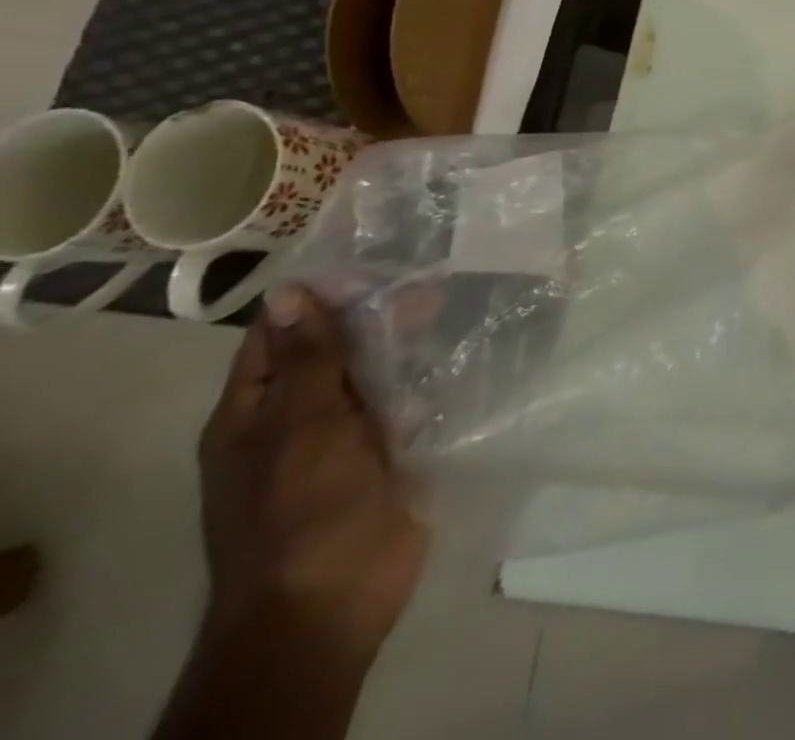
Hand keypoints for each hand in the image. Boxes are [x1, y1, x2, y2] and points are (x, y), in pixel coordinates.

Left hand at [197, 286, 427, 660]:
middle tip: (435, 279)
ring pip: (380, 376)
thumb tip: (293, 292)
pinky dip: (435, 381)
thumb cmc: (302, 509)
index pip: (281, 337)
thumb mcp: (302, 425)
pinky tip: (469, 353)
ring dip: (411, 346)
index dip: (320, 298)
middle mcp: (301, 419)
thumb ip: (309, 359)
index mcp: (257, 413)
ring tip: (458, 305)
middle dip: (379, 318)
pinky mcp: (392, 455)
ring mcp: (349, 440)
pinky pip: (413, 405)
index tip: (374, 261)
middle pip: (338, 353)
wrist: (333, 600)